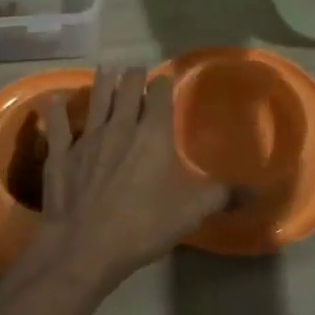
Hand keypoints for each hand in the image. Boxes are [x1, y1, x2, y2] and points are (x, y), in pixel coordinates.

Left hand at [23, 68, 225, 293]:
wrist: (84, 246)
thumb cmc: (143, 225)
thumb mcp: (192, 211)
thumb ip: (223, 195)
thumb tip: (260, 191)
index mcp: (153, 134)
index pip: (159, 96)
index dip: (162, 83)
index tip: (163, 78)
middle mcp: (120, 126)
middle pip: (126, 90)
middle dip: (132, 77)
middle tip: (134, 69)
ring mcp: (87, 138)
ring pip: (96, 100)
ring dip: (102, 82)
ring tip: (106, 68)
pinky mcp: (61, 154)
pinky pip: (59, 125)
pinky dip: (57, 110)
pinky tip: (54, 100)